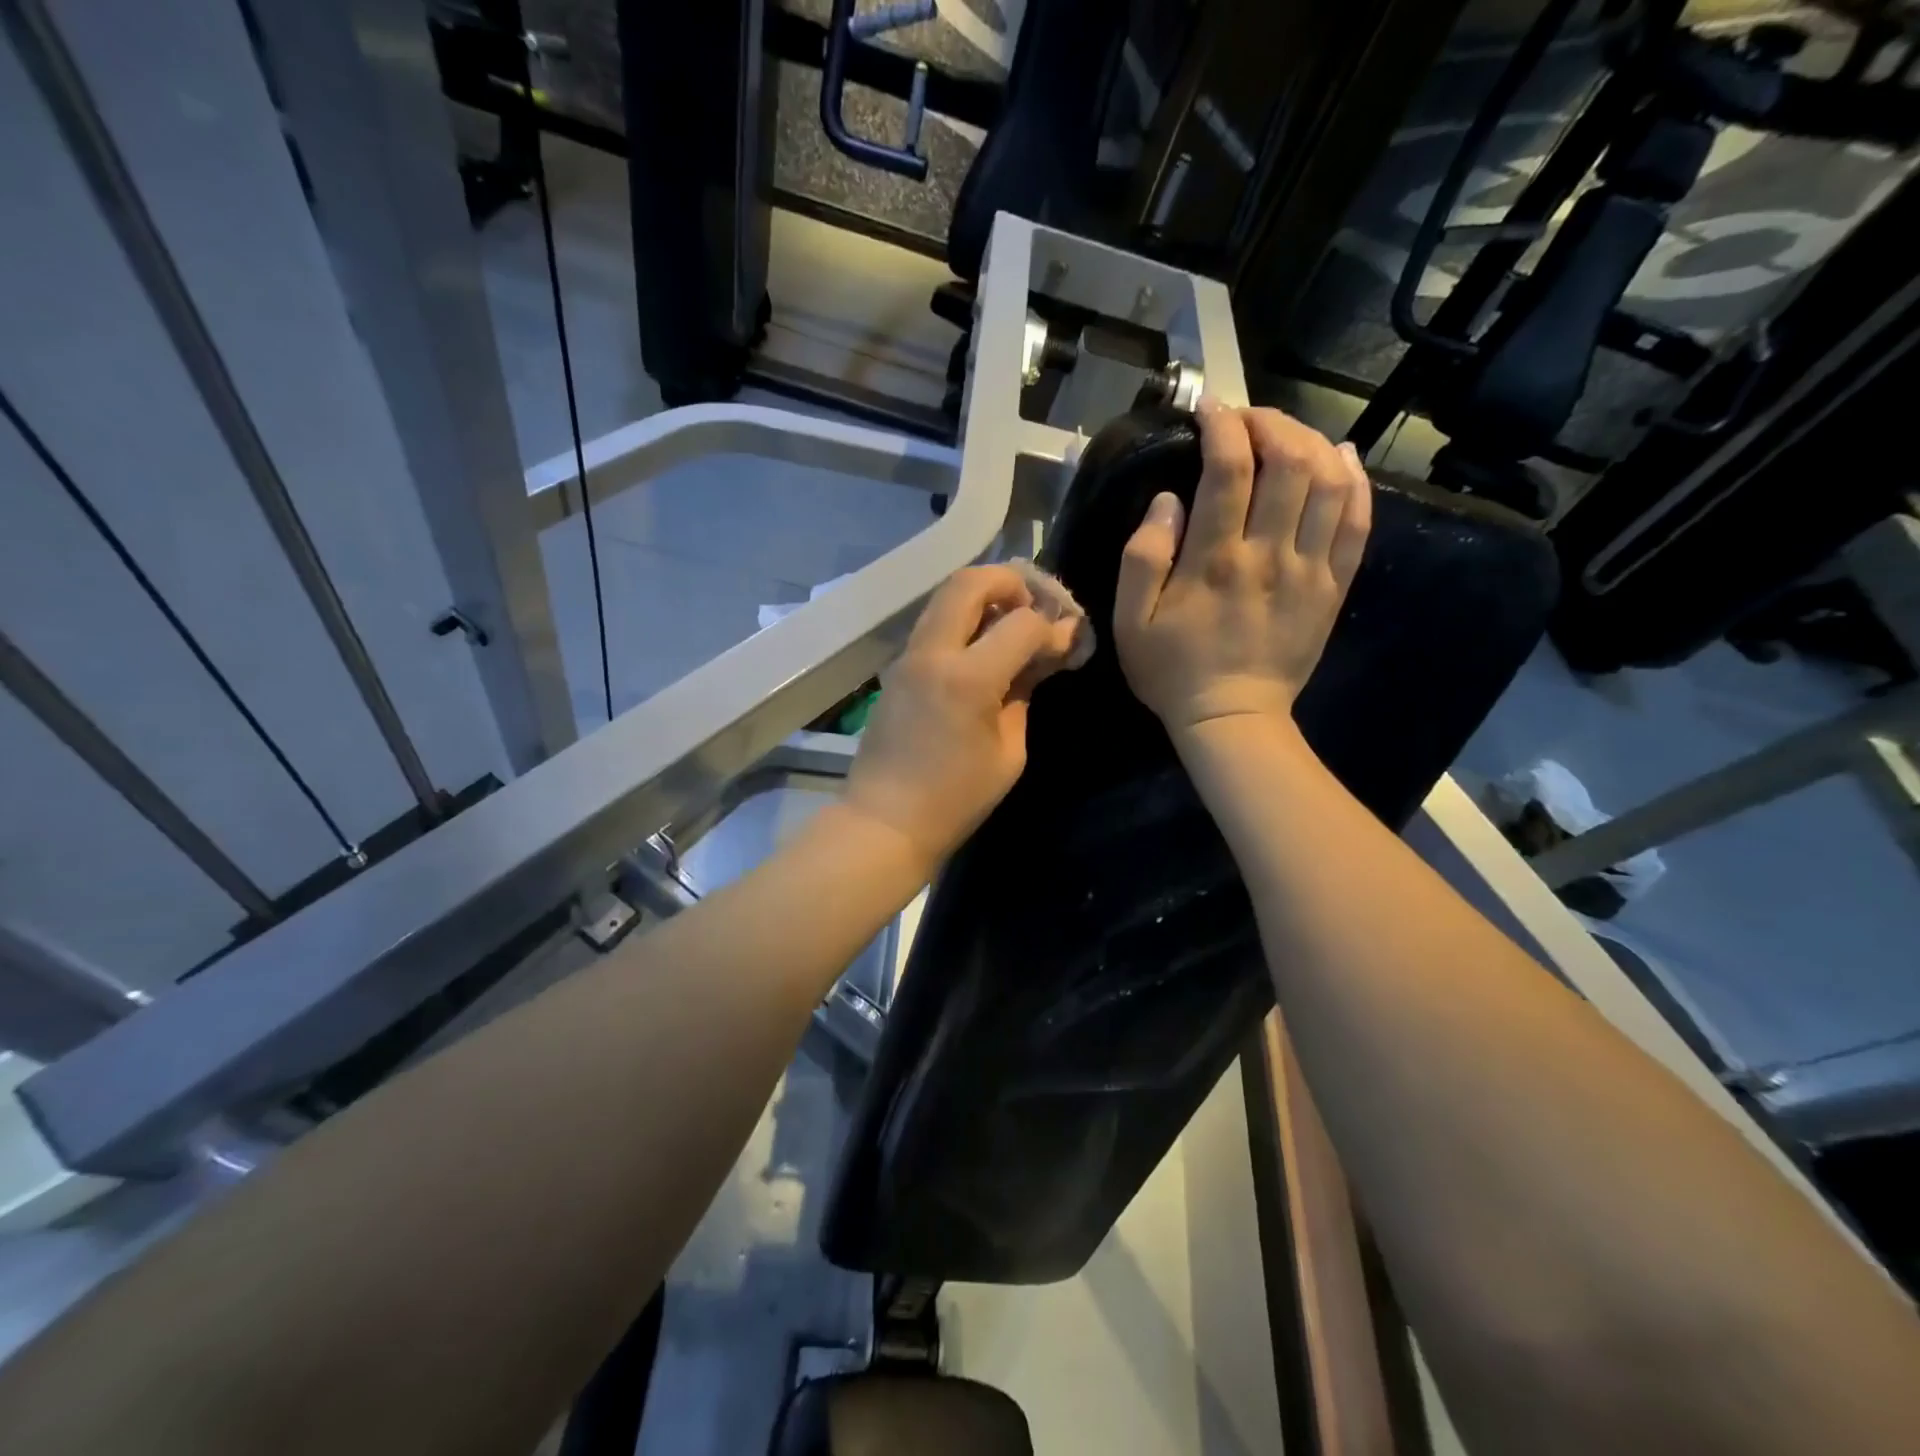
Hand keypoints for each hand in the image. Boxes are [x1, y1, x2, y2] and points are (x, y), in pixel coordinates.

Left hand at [843, 565, 1081, 870]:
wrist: (885, 820)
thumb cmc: (955, 799)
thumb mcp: (1009, 752)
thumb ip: (1024, 694)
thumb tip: (1039, 659)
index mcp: (967, 678)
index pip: (1021, 623)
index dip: (1053, 628)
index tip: (1068, 642)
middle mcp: (933, 653)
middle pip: (970, 582)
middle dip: (1011, 582)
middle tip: (1035, 607)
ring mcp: (908, 656)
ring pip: (946, 596)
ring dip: (984, 595)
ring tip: (1012, 622)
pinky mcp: (897, 667)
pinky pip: (934, 623)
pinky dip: (963, 618)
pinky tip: (984, 645)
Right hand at [1114, 399, 1369, 741]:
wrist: (1232, 719)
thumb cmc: (1172, 671)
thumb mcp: (1130, 622)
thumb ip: (1142, 557)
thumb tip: (1169, 500)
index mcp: (1214, 560)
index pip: (1228, 468)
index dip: (1221, 425)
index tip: (1208, 409)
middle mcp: (1269, 553)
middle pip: (1289, 461)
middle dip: (1269, 422)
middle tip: (1246, 419)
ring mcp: (1310, 569)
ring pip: (1330, 482)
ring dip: (1312, 442)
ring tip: (1287, 434)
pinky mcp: (1333, 586)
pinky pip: (1358, 522)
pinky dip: (1355, 482)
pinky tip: (1340, 459)